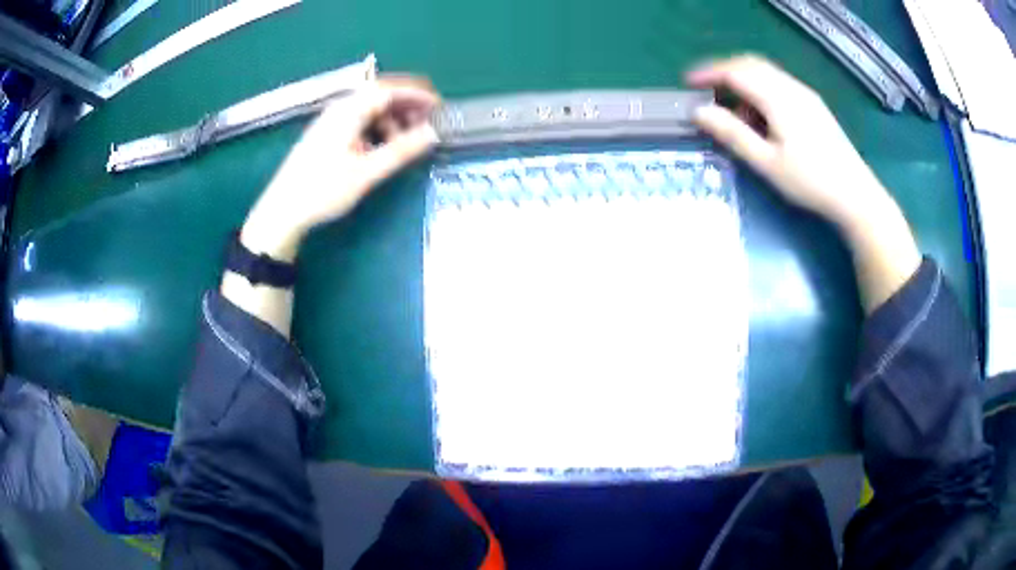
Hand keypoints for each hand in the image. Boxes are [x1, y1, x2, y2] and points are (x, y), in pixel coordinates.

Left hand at [241, 78, 440, 261]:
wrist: (282, 210)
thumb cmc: (323, 189)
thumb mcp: (366, 172)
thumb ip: (402, 150)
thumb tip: (434, 133)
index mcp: (349, 111)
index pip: (390, 89)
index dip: (418, 94)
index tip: (440, 106)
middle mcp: (340, 108)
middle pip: (380, 95)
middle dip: (408, 105)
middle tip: (429, 123)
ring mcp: (332, 120)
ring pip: (370, 109)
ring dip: (393, 118)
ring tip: (407, 140)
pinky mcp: (328, 134)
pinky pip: (360, 121)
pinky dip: (378, 128)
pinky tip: (382, 147)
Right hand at [686, 55, 888, 230]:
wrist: (856, 195)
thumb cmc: (810, 181)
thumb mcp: (766, 162)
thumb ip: (732, 133)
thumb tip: (699, 112)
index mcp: (778, 97)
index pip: (735, 71)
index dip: (708, 73)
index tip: (688, 84)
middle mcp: (791, 87)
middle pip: (750, 64)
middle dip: (724, 72)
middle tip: (706, 91)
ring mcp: (805, 94)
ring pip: (766, 72)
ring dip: (743, 81)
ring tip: (732, 109)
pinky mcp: (813, 104)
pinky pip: (779, 84)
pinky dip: (760, 89)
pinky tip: (760, 116)